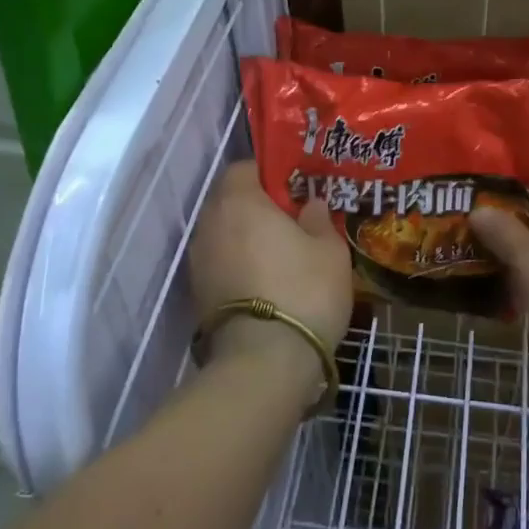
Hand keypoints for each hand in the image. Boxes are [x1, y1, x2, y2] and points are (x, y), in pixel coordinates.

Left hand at [189, 160, 353, 365]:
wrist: (265, 360)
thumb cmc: (303, 289)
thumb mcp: (329, 250)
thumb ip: (319, 220)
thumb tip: (311, 205)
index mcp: (239, 201)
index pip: (244, 168)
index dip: (269, 174)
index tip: (294, 190)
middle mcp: (211, 224)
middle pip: (230, 201)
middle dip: (257, 206)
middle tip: (292, 221)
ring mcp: (199, 260)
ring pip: (224, 234)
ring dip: (246, 238)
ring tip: (281, 254)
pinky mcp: (198, 293)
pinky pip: (221, 263)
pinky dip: (239, 265)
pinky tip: (266, 281)